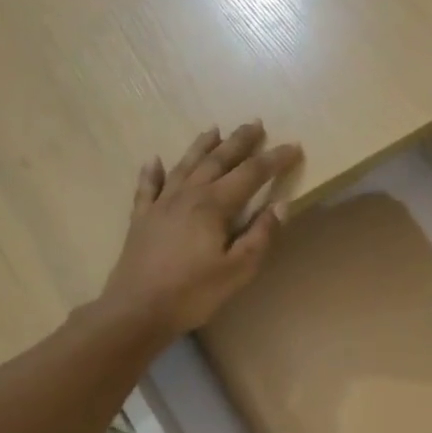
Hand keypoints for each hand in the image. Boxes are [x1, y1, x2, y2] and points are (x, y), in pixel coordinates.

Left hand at [98, 122, 302, 336]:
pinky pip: (147, 187)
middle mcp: (187, 195)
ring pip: (185, 166)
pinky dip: (152, 171)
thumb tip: (280, 205)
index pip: (251, 174)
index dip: (274, 160)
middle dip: (239, 141)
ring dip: (201, 146)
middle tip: (255, 123)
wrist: (138, 309)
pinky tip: (154, 160)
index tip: (294, 146)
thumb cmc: (194, 292)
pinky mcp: (142, 219)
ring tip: (214, 129)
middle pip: (217, 160)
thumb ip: (260, 235)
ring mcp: (160, 204)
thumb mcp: (238, 269)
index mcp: (214, 205)